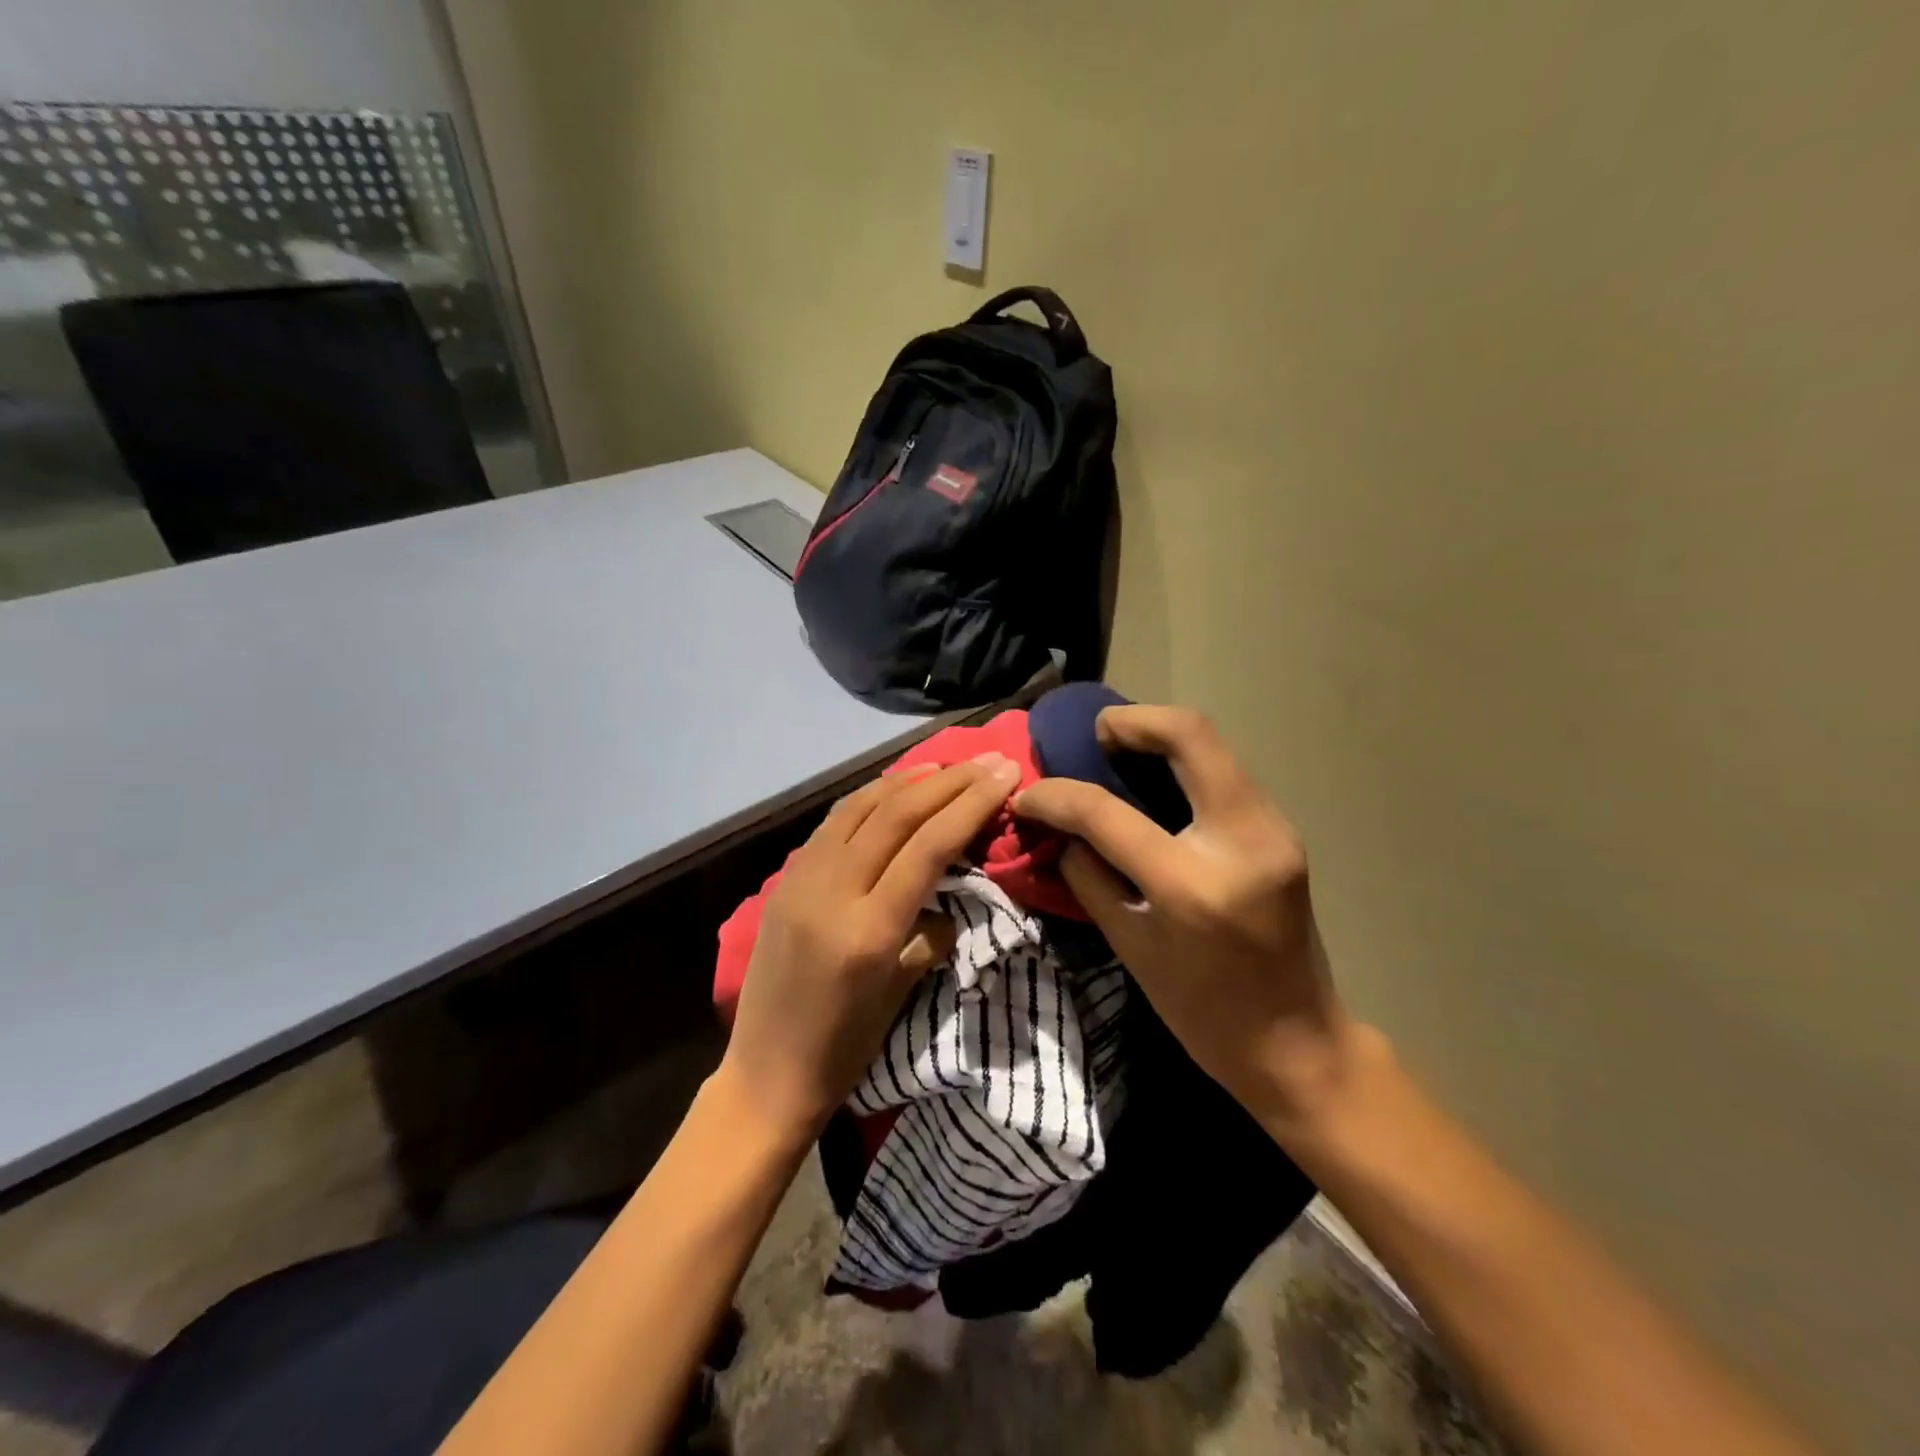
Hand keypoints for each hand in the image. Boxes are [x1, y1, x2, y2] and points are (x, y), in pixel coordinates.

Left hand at [719, 755, 1023, 1140]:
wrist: (765, 1074)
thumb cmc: (844, 1049)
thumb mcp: (901, 993)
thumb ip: (931, 933)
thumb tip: (948, 894)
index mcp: (869, 929)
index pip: (929, 845)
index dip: (971, 803)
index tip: (1006, 775)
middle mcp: (832, 891)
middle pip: (897, 814)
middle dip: (949, 781)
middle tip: (988, 761)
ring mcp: (801, 880)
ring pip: (860, 807)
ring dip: (907, 780)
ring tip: (945, 767)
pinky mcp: (785, 880)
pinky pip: (832, 824)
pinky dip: (869, 799)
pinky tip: (891, 792)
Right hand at [1012, 706, 1362, 1136]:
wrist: (1297, 1044)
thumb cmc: (1202, 1011)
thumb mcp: (1129, 947)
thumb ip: (1088, 876)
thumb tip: (1059, 828)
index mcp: (1190, 885)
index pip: (1106, 812)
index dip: (1056, 795)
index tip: (1029, 794)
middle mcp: (1241, 840)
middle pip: (1188, 735)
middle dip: (1131, 721)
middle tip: (1094, 738)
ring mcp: (1273, 829)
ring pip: (1213, 745)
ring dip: (1160, 736)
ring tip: (1118, 754)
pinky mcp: (1282, 830)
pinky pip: (1225, 773)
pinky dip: (1184, 764)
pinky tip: (1156, 784)